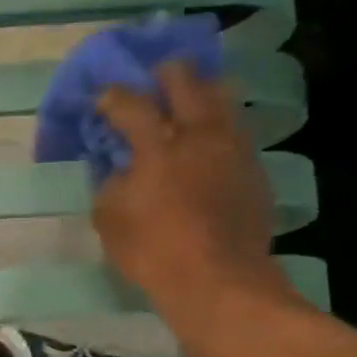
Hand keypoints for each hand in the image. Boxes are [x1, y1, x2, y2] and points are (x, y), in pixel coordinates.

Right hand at [92, 63, 296, 351]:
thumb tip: (117, 168)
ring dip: (199, 94)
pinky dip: (218, 127)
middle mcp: (199, 134)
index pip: (130, 103)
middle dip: (163, 75)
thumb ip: (110, 184)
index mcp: (158, 146)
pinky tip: (208, 144)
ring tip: (186, 105)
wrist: (218, 281)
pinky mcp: (254, 168)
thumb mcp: (110, 221)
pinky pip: (236, 131)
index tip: (102, 99)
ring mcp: (233, 148)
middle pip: (184, 80)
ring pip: (221, 97)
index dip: (111, 96)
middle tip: (150, 84)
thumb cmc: (153, 253)